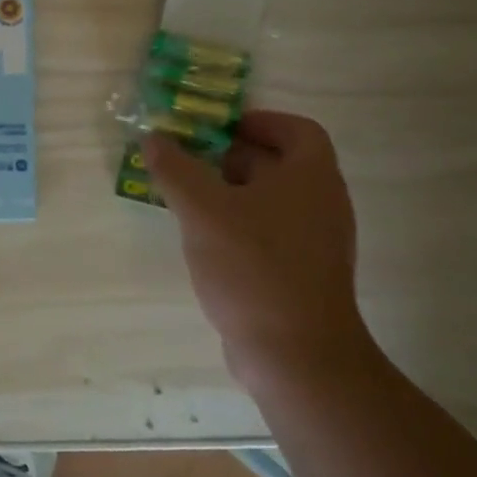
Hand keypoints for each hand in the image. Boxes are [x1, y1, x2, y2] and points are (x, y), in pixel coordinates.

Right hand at [142, 112, 371, 384]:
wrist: (295, 355)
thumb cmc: (253, 267)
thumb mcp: (202, 210)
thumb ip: (175, 169)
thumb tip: (154, 138)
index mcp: (311, 177)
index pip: (298, 130)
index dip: (259, 121)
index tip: (218, 128)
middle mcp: (322, 204)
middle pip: (280, 164)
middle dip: (232, 156)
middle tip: (188, 160)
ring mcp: (315, 243)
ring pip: (271, 201)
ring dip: (230, 192)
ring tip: (186, 199)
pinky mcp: (302, 274)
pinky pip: (269, 233)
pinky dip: (238, 225)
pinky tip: (204, 240)